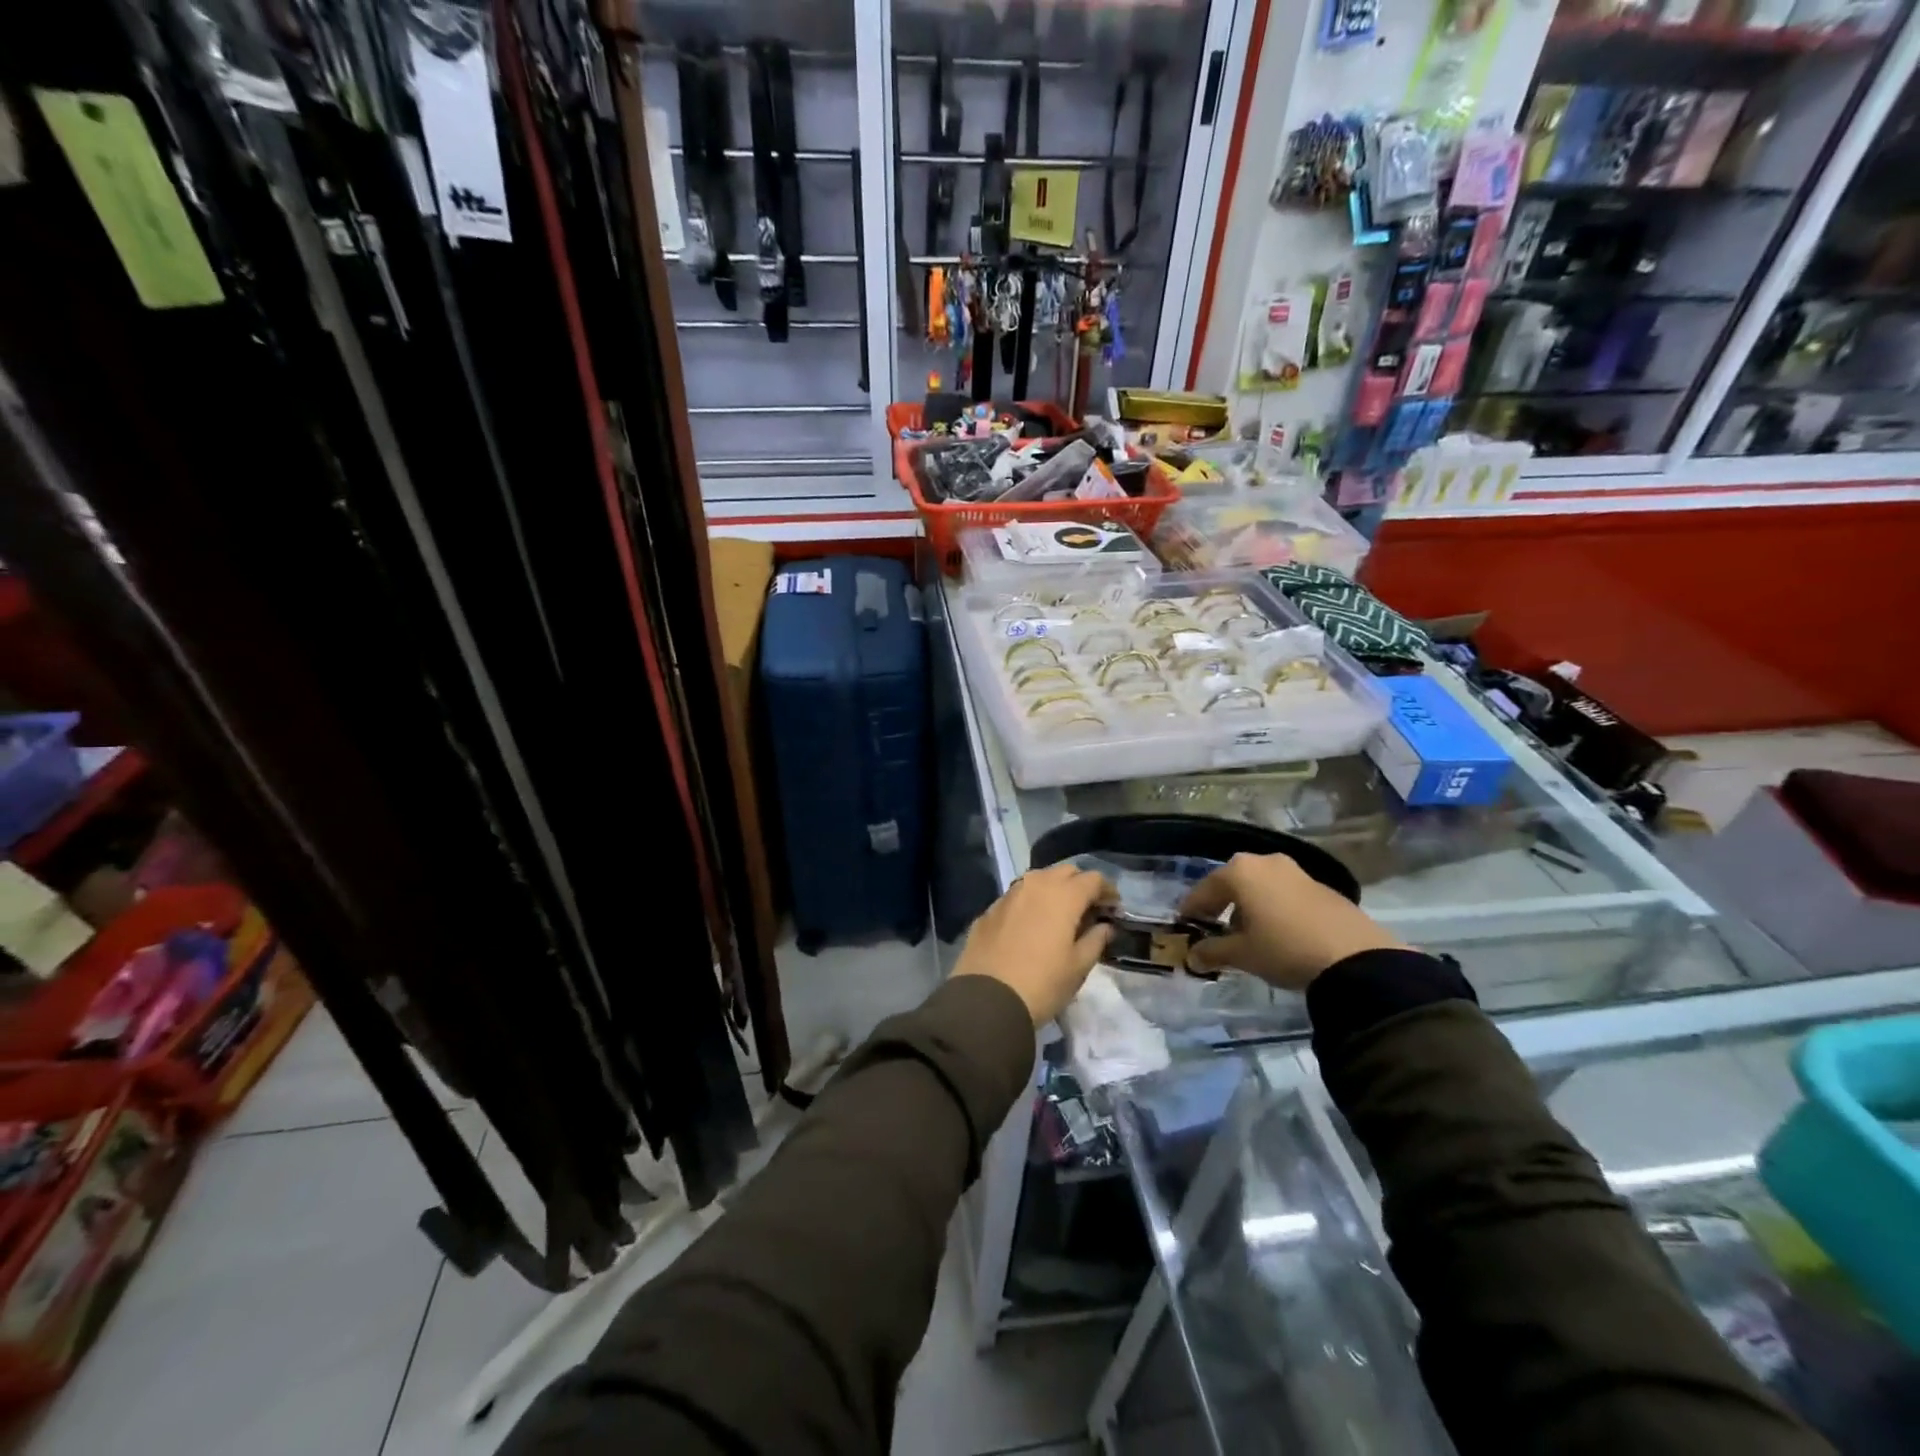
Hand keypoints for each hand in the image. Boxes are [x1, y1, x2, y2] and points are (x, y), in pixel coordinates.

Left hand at [953, 863, 1115, 1025]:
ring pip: (1038, 880)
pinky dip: (1030, 903)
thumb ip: (1096, 940)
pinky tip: (1031, 926)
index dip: (1108, 891)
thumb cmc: (1042, 984)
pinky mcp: (989, 909)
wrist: (986, 999)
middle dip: (1080, 885)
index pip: (1093, 879)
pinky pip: (1017, 896)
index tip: (1113, 909)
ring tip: (1060, 916)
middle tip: (1088, 910)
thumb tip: (1105, 926)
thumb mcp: (1078, 967)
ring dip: (1053, 890)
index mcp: (1063, 895)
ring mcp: (1009, 895)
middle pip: (1065, 872)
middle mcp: (1035, 885)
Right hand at [1179, 853, 1406, 991]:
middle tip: (1214, 930)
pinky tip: (1278, 934)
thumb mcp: (1243, 954)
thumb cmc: (1285, 949)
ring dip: (1249, 907)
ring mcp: (1296, 871)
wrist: (1356, 959)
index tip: (1185, 927)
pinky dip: (1273, 908)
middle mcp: (1266, 862)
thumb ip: (1212, 952)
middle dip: (1221, 906)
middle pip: (1233, 883)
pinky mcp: (1321, 886)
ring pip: (1260, 887)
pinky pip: (1284, 893)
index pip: (1204, 889)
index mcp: (1240, 871)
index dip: (1192, 910)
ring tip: (1248, 936)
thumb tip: (1192, 956)